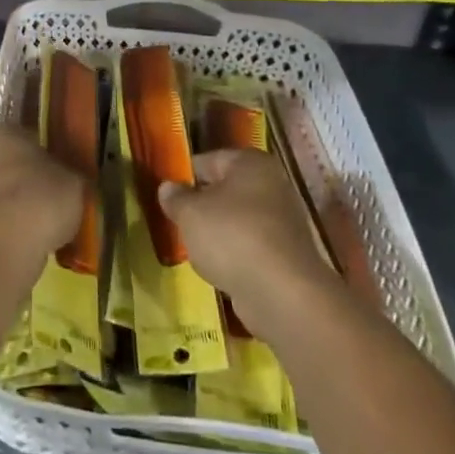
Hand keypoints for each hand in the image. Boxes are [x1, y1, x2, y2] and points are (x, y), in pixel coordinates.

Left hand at [0, 128, 86, 267]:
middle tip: (59, 196)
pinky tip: (38, 244)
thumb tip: (75, 180)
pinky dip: (17, 232)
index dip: (44, 148)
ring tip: (52, 226)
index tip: (61, 163)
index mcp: (7, 137)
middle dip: (32, 180)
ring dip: (24, 208)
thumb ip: (73, 176)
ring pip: (6, 197)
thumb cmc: (42, 198)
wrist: (6, 247)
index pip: (25, 134)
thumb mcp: (75, 182)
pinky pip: (2, 224)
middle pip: (13, 166)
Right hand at [156, 149, 334, 337]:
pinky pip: (252, 247)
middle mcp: (273, 184)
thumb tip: (167, 188)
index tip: (166, 194)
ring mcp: (284, 221)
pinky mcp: (288, 255)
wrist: (283, 293)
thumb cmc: (232, 237)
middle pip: (226, 190)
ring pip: (239, 220)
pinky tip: (219, 269)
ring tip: (194, 248)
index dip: (184, 176)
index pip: (208, 160)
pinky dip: (236, 255)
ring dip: (219, 232)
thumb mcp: (190, 213)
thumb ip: (176, 198)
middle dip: (202, 205)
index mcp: (250, 162)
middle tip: (177, 221)